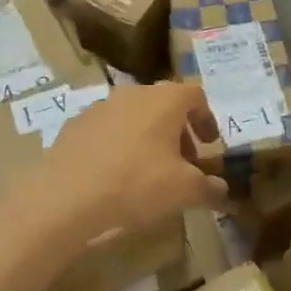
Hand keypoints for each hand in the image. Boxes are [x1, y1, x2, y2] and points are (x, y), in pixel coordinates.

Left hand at [32, 84, 228, 233]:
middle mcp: (133, 93)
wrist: (65, 197)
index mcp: (164, 100)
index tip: (210, 145)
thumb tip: (225, 193)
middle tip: (184, 161)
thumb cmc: (136, 183)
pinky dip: (120, 145)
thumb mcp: (183, 191)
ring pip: (134, 115)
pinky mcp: (74, 126)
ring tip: (150, 170)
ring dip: (149, 136)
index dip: (207, 119)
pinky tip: (116, 175)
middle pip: (164, 104)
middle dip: (179, 131)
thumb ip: (210, 188)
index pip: (195, 95)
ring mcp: (100, 107)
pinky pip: (108, 130)